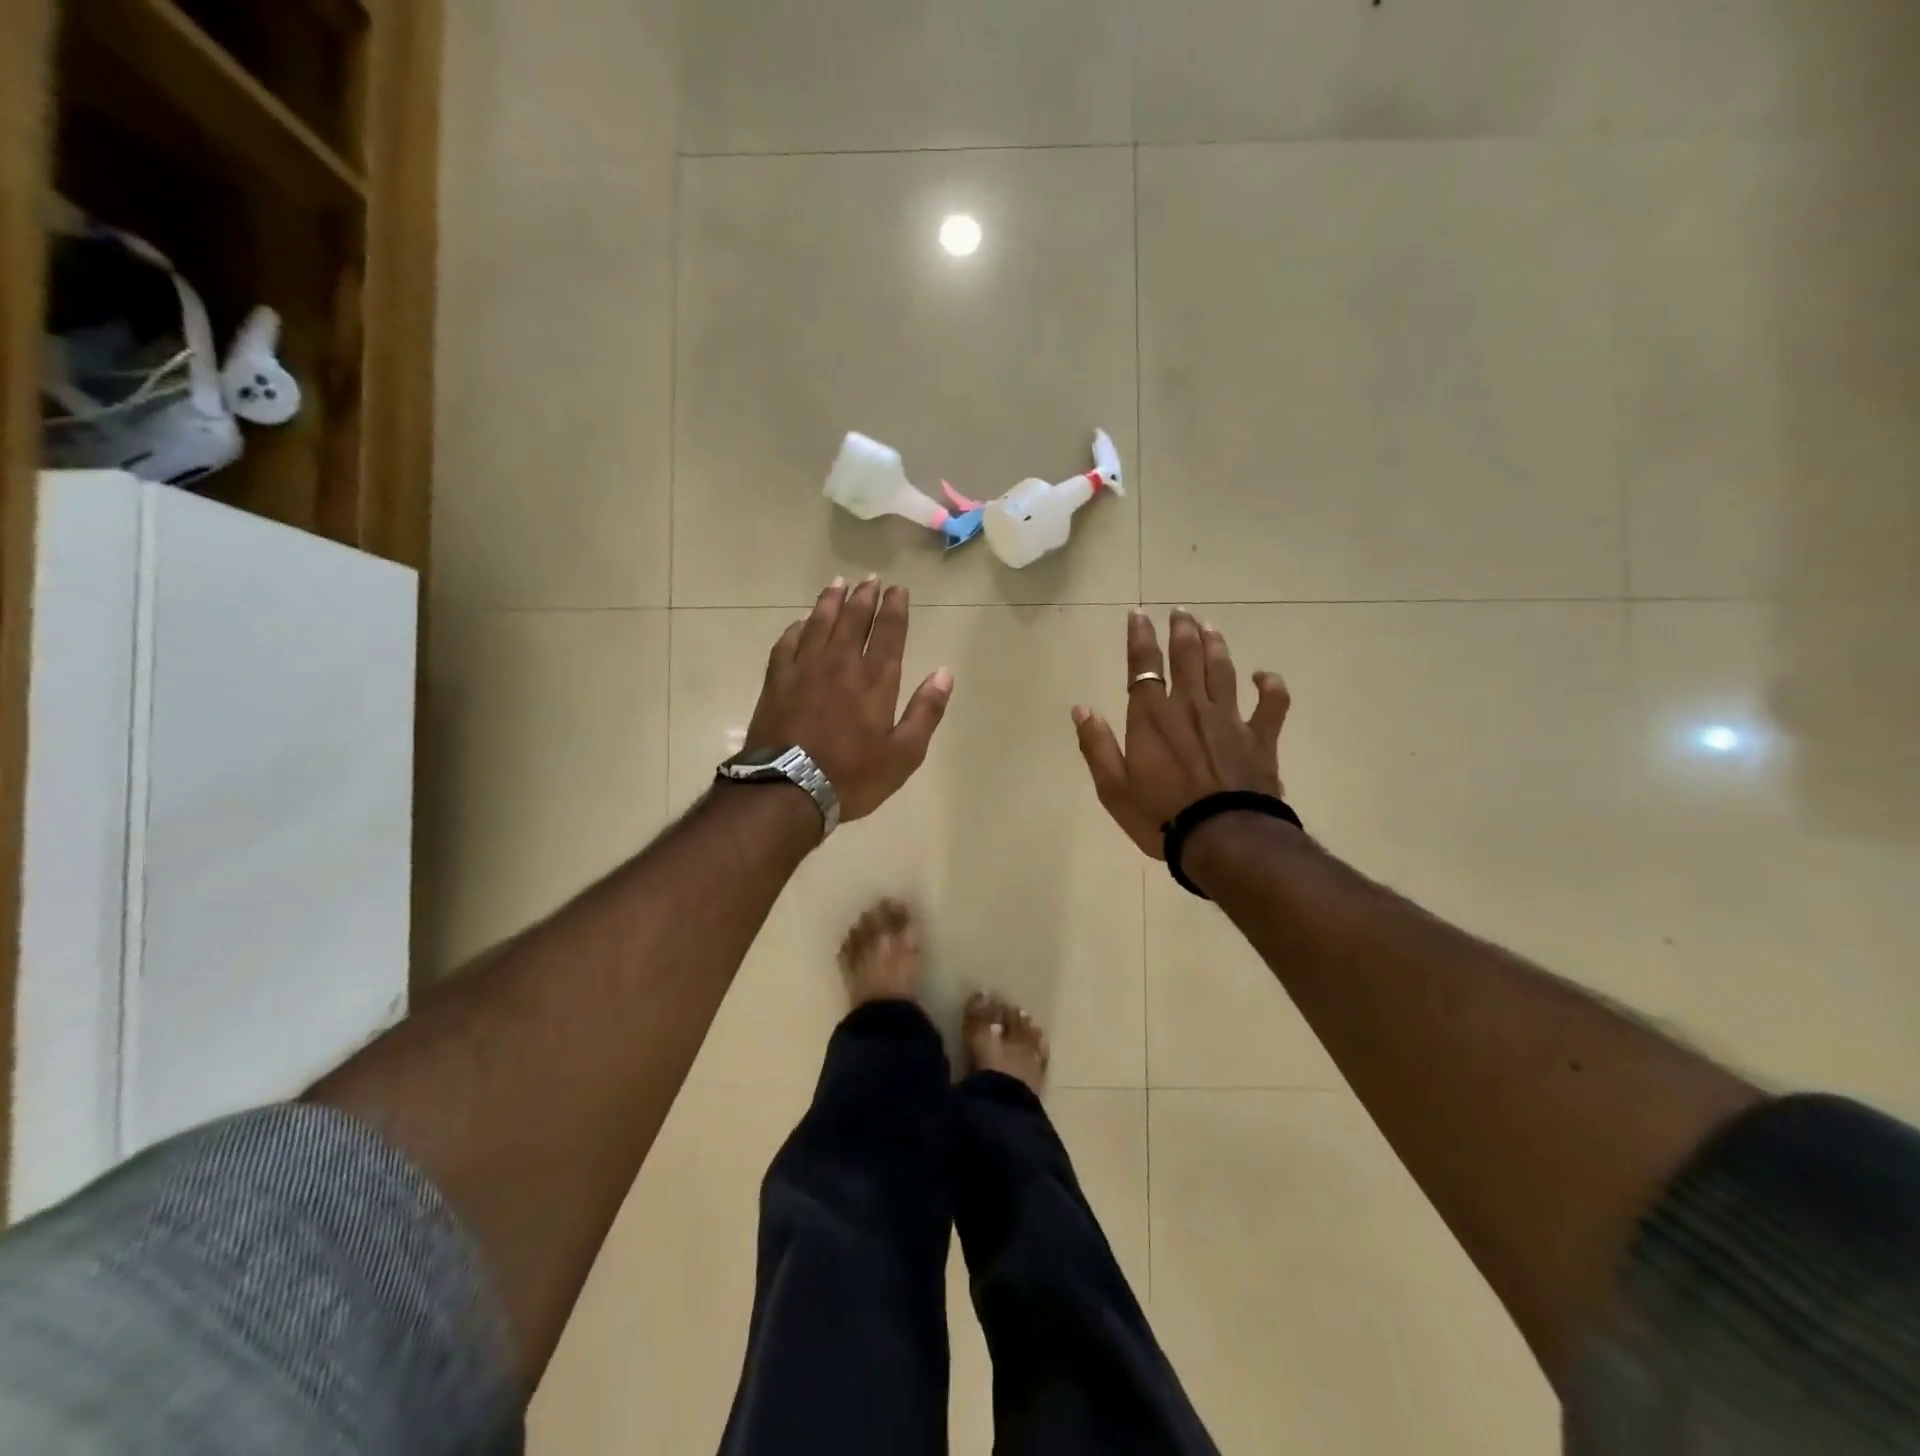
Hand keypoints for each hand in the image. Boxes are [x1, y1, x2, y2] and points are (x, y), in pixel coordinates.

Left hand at [745, 575, 953, 823]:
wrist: (788, 789)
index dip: (895, 608)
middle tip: (870, 579)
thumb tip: (944, 673)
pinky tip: (800, 623)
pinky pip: (787, 644)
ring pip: (819, 623)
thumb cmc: (852, 775)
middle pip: (853, 620)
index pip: (889, 633)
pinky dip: (796, 629)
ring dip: (830, 602)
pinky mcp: (777, 681)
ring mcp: (804, 669)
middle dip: (864, 597)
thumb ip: (925, 711)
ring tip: (838, 584)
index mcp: (875, 680)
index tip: (898, 589)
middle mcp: (841, 664)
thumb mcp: (904, 754)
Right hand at [1071, 609, 1289, 857]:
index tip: (1138, 614)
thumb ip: (1096, 745)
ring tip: (1210, 626)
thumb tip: (1082, 708)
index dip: (1140, 638)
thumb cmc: (1160, 816)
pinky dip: (1270, 686)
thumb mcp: (1113, 788)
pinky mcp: (1260, 738)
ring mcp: (1229, 720)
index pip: (1143, 666)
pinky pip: (1271, 704)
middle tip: (1180, 612)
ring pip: (1223, 671)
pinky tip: (1263, 675)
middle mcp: (1190, 707)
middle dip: (1182, 631)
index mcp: (1152, 718)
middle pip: (1187, 657)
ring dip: (1216, 645)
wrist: (1223, 839)